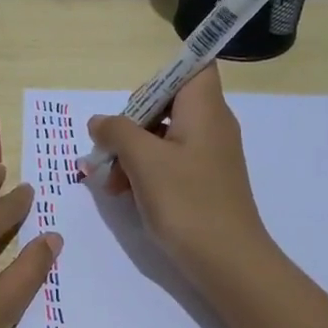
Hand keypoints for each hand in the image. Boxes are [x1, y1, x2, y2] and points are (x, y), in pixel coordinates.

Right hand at [87, 65, 271, 288]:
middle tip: (111, 152)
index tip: (134, 106)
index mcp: (204, 109)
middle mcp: (211, 124)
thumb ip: (117, 132)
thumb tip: (99, 122)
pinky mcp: (204, 181)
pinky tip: (127, 195)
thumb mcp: (143, 161)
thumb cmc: (187, 202)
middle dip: (132, 124)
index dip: (160, 76)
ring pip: (163, 136)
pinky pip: (170, 162)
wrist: (228, 261)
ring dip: (132, 153)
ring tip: (113, 184)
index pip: (193, 66)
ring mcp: (209, 155)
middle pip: (168, 102)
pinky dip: (147, 171)